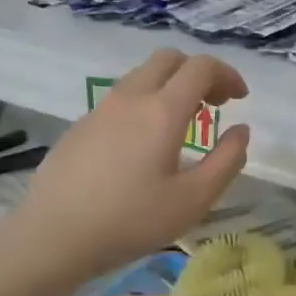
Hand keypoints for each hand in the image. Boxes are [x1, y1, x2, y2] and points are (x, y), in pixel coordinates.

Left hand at [11, 50, 250, 285]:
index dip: (227, 75)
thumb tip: (241, 131)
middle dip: (198, 73)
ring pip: (141, 77)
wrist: (54, 236)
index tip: (240, 100)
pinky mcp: (80, 126)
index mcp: (162, 111)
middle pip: (169, 59)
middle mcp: (130, 98)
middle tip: (214, 105)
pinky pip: (120, 99)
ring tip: (182, 125)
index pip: (201, 67)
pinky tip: (143, 146)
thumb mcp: (193, 200)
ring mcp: (100, 109)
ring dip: (170, 87)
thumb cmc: (131, 220)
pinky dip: (144, 104)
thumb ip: (226, 161)